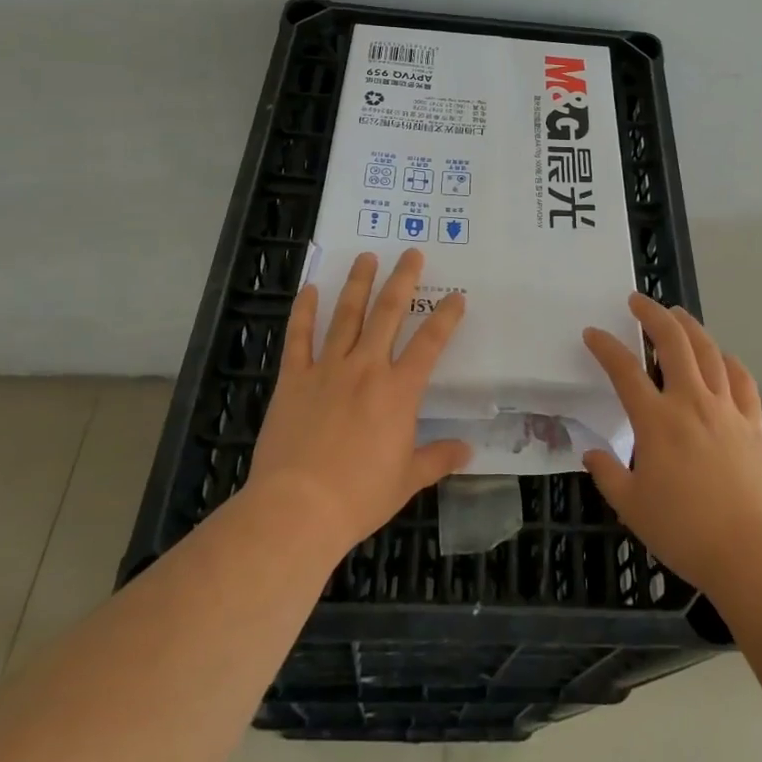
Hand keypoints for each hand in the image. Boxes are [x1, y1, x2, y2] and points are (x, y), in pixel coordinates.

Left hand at [248, 249, 471, 559]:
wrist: (297, 509)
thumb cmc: (358, 497)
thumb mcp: (406, 481)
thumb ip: (437, 458)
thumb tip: (467, 449)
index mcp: (399, 391)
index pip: (430, 343)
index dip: (446, 317)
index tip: (456, 297)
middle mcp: (366, 368)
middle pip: (388, 313)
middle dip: (402, 280)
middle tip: (411, 253)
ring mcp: (327, 369)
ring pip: (346, 315)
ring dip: (358, 284)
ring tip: (366, 257)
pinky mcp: (294, 379)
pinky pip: (299, 337)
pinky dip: (304, 311)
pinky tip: (310, 288)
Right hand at [581, 294, 761, 598]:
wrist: (755, 552)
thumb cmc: (687, 532)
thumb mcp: (633, 508)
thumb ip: (609, 475)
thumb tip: (591, 452)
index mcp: (657, 421)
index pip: (625, 371)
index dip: (605, 347)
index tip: (592, 333)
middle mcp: (691, 403)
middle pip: (672, 343)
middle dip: (652, 315)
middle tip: (638, 301)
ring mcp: (726, 409)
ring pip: (708, 352)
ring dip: (690, 327)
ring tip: (676, 314)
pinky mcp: (753, 423)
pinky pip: (742, 380)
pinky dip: (729, 361)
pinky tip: (722, 357)